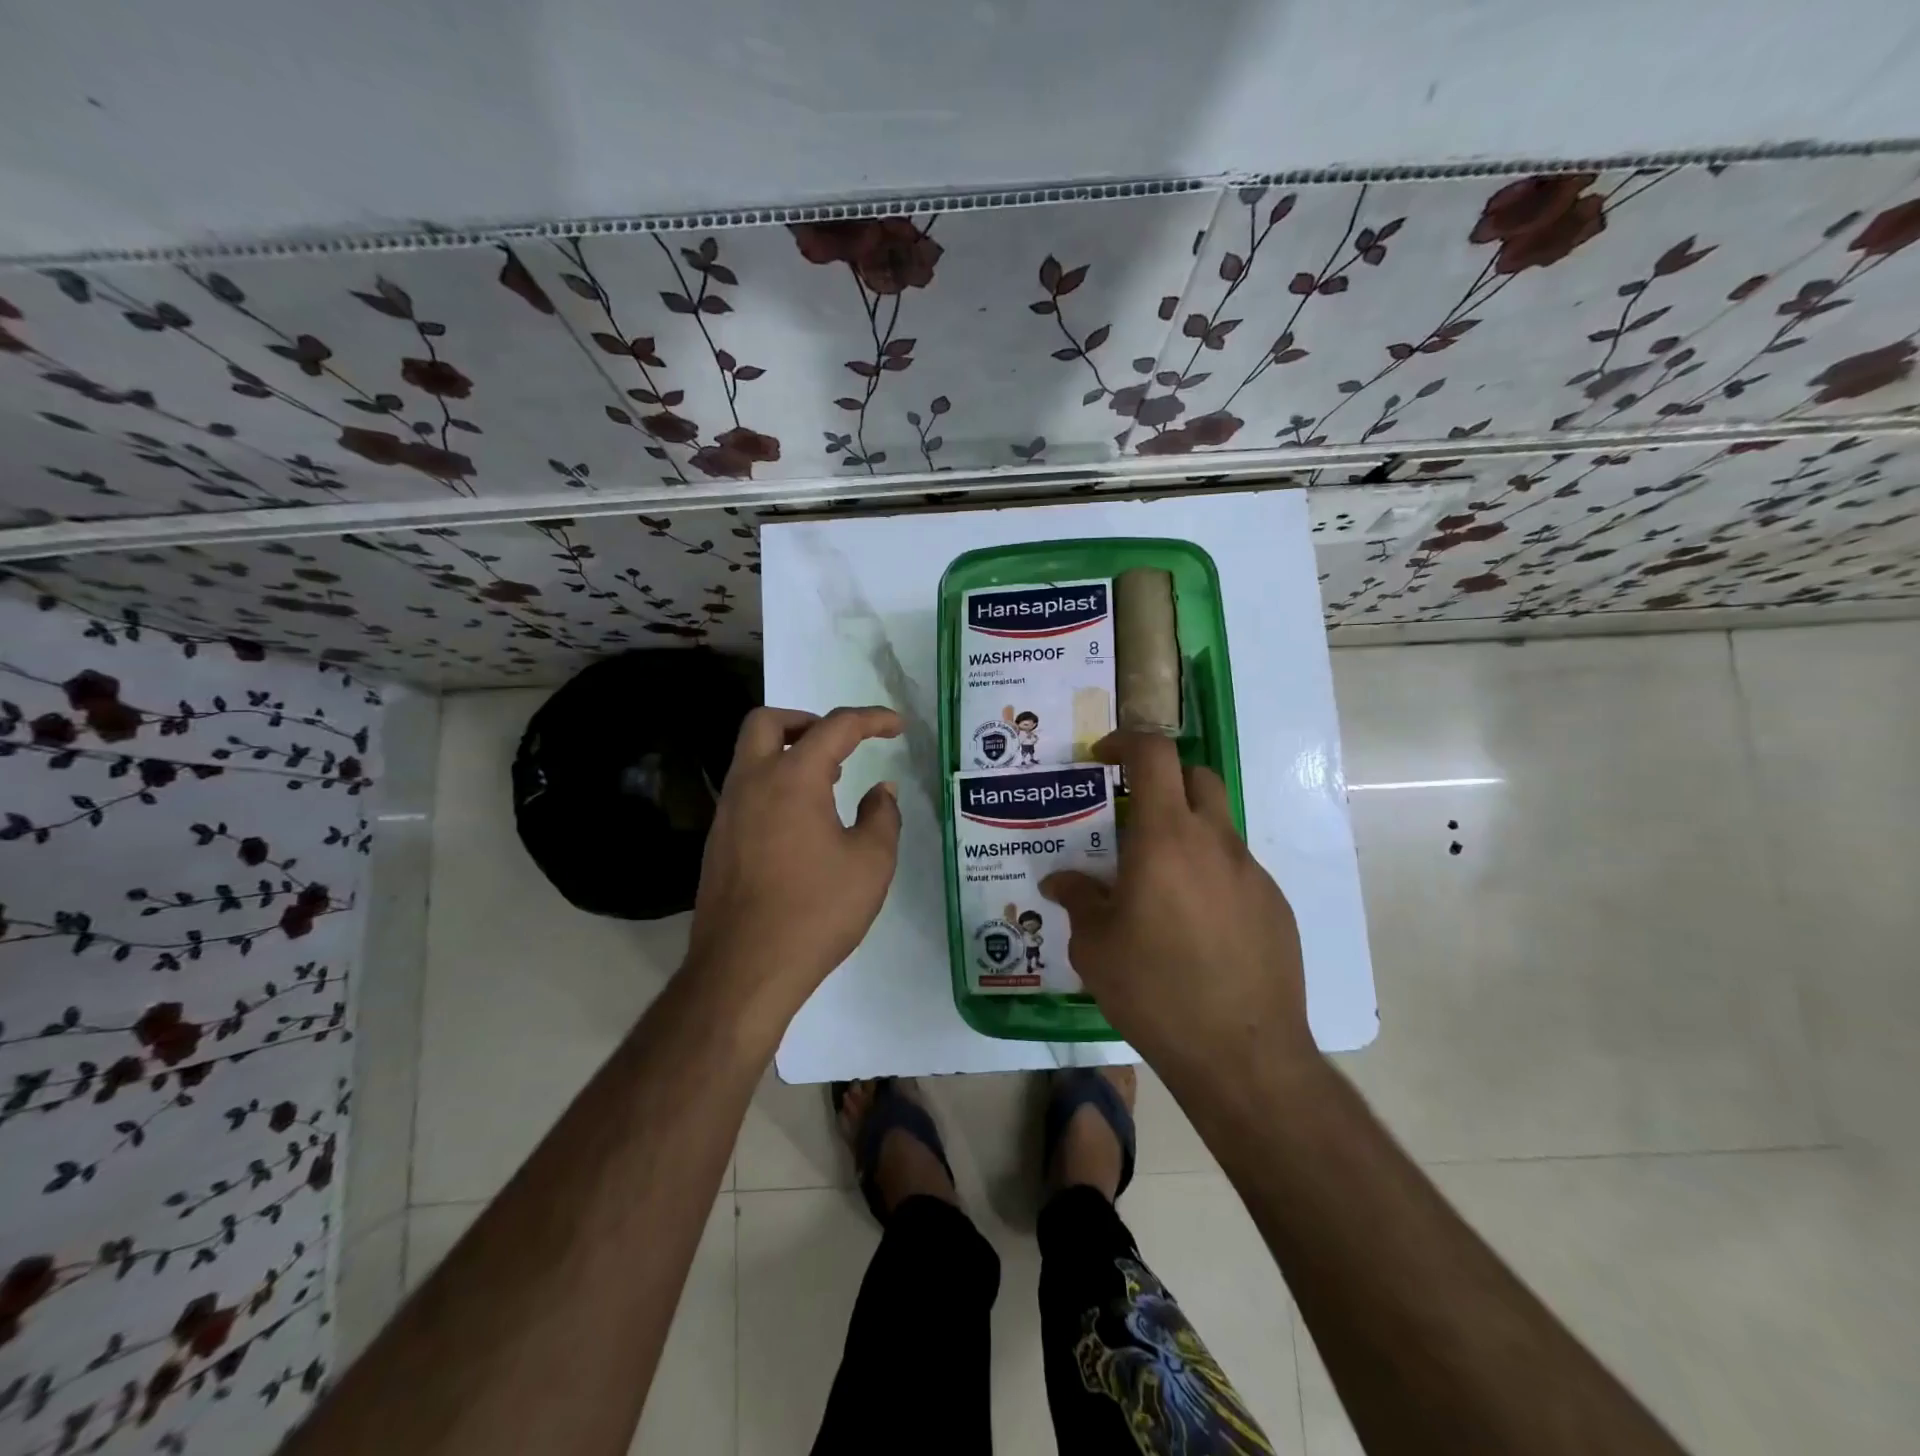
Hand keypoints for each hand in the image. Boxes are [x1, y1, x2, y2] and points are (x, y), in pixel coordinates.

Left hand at [686, 705, 902, 1027]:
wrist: (744, 969)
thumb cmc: (816, 911)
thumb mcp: (870, 863)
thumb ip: (882, 816)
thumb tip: (880, 790)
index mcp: (792, 778)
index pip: (835, 727)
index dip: (872, 719)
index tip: (897, 726)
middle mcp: (752, 782)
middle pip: (768, 722)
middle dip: (808, 721)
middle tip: (840, 746)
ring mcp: (728, 811)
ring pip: (751, 755)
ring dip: (788, 753)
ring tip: (828, 784)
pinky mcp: (719, 840)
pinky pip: (746, 789)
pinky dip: (775, 784)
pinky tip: (802, 823)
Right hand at [1040, 732, 1314, 1073]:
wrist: (1243, 1055)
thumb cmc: (1155, 991)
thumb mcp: (1096, 948)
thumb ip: (1079, 902)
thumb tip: (1061, 882)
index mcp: (1165, 838)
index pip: (1154, 755)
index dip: (1126, 742)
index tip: (1103, 758)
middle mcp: (1214, 842)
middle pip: (1195, 776)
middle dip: (1162, 779)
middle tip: (1131, 814)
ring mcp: (1252, 873)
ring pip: (1217, 825)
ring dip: (1185, 832)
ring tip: (1157, 883)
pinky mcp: (1275, 906)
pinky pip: (1235, 870)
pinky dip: (1209, 874)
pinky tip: (1193, 926)